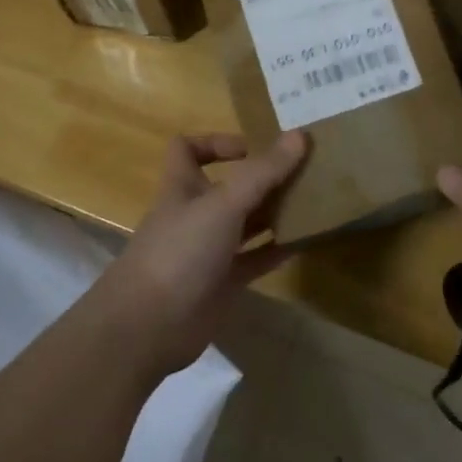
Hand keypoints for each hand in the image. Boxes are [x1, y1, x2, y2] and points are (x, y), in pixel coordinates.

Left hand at [91, 132, 308, 379]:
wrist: (149, 326)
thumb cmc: (180, 251)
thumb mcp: (224, 204)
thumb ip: (263, 172)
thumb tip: (300, 135)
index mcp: (183, 187)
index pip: (188, 150)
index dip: (217, 142)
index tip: (253, 149)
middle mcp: (195, 214)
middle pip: (228, 187)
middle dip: (262, 178)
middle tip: (302, 172)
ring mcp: (208, 250)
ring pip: (245, 223)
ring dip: (274, 212)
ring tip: (313, 202)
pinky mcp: (222, 283)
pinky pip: (255, 259)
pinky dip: (277, 249)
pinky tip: (306, 241)